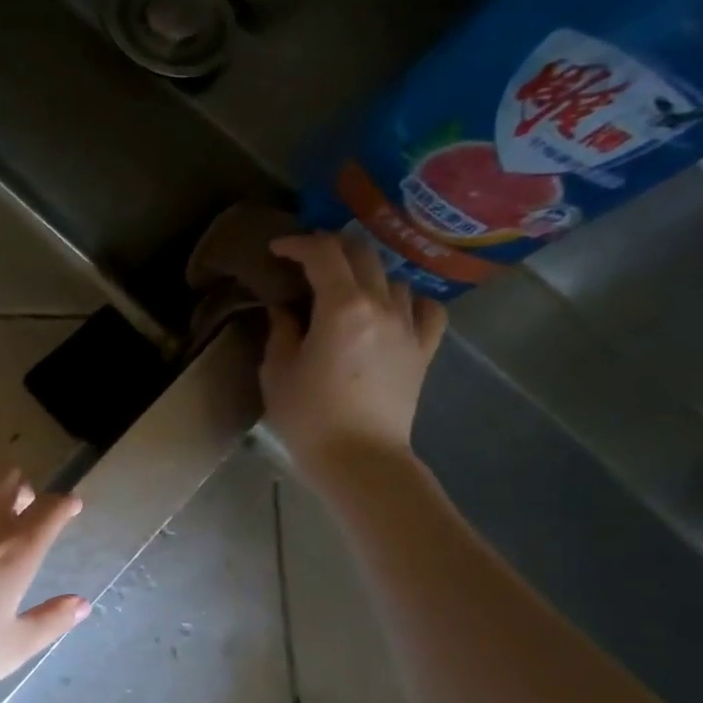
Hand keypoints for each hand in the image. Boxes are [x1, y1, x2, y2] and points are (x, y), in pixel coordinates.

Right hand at [260, 233, 446, 491]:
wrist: (360, 458)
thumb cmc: (308, 417)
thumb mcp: (277, 371)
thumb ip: (281, 330)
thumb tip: (285, 309)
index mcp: (342, 307)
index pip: (323, 254)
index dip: (298, 244)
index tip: (277, 250)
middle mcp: (382, 305)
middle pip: (361, 255)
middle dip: (331, 249)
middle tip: (306, 262)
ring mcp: (409, 326)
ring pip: (392, 278)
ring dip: (365, 275)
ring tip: (344, 290)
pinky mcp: (424, 349)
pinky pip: (426, 308)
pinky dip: (407, 300)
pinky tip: (391, 310)